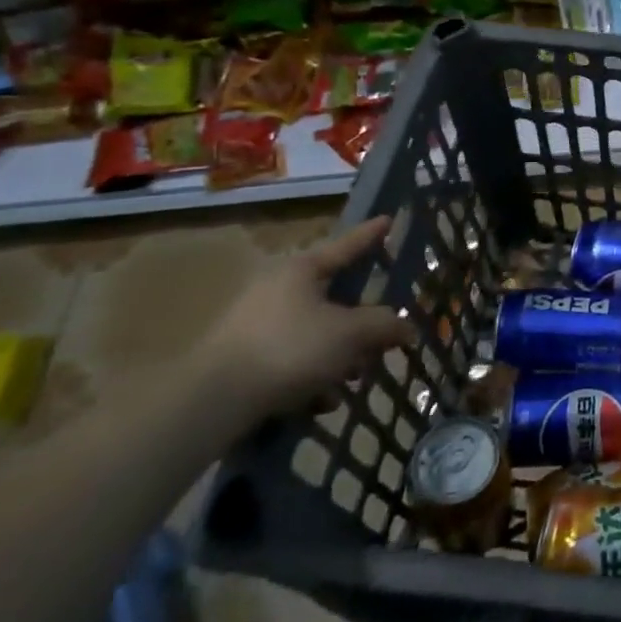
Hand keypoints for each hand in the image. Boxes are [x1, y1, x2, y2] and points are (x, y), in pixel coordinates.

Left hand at [196, 216, 415, 419]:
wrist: (213, 402)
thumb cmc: (290, 349)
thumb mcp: (351, 334)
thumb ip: (384, 325)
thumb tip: (406, 327)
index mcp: (301, 270)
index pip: (346, 245)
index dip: (371, 235)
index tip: (388, 219)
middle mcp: (276, 288)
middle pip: (333, 297)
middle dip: (361, 322)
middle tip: (382, 336)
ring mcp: (256, 323)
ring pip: (315, 332)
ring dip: (339, 354)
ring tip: (353, 379)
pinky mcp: (243, 358)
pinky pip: (292, 358)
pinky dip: (312, 375)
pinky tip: (321, 401)